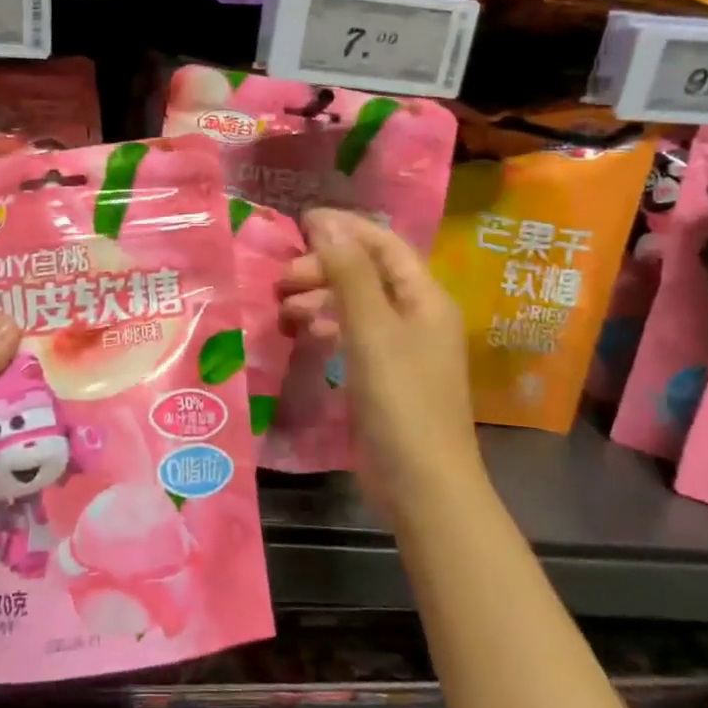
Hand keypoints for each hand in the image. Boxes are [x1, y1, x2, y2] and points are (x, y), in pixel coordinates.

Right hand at [281, 209, 483, 517]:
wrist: (422, 486)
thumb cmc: (401, 401)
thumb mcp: (371, 330)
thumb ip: (349, 273)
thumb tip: (325, 221)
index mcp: (425, 297)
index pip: (383, 244)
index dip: (344, 228)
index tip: (298, 222)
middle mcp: (417, 315)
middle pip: (367, 272)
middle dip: (324, 267)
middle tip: (282, 280)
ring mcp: (401, 348)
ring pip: (356, 304)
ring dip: (321, 298)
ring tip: (284, 310)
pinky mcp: (384, 376)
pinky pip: (353, 335)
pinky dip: (327, 327)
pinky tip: (303, 335)